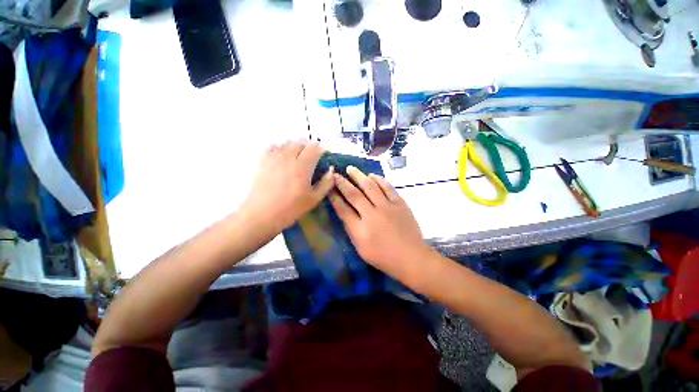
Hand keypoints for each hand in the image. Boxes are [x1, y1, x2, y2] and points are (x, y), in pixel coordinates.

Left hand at [241, 141, 334, 233]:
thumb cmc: (291, 208)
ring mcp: (274, 158)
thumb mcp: (314, 199)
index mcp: (302, 166)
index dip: (321, 149)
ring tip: (297, 158)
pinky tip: (282, 158)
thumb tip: (331, 170)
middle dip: (309, 147)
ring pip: (287, 142)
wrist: (262, 215)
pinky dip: (280, 148)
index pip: (314, 147)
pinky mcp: (263, 161)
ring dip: (295, 147)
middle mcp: (288, 157)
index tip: (323, 157)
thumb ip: (326, 183)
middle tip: (312, 159)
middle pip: (300, 142)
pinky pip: (273, 147)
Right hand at [329, 166, 433, 272]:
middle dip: (342, 183)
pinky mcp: (400, 203)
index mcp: (360, 230)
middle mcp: (372, 215)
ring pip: (370, 187)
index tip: (329, 187)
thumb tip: (344, 212)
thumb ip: (351, 230)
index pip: (343, 209)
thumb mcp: (361, 249)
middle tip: (335, 173)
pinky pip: (387, 187)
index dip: (334, 197)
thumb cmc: (384, 257)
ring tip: (351, 169)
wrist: (411, 257)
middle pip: (354, 195)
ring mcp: (387, 207)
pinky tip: (372, 175)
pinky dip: (378, 179)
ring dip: (359, 176)